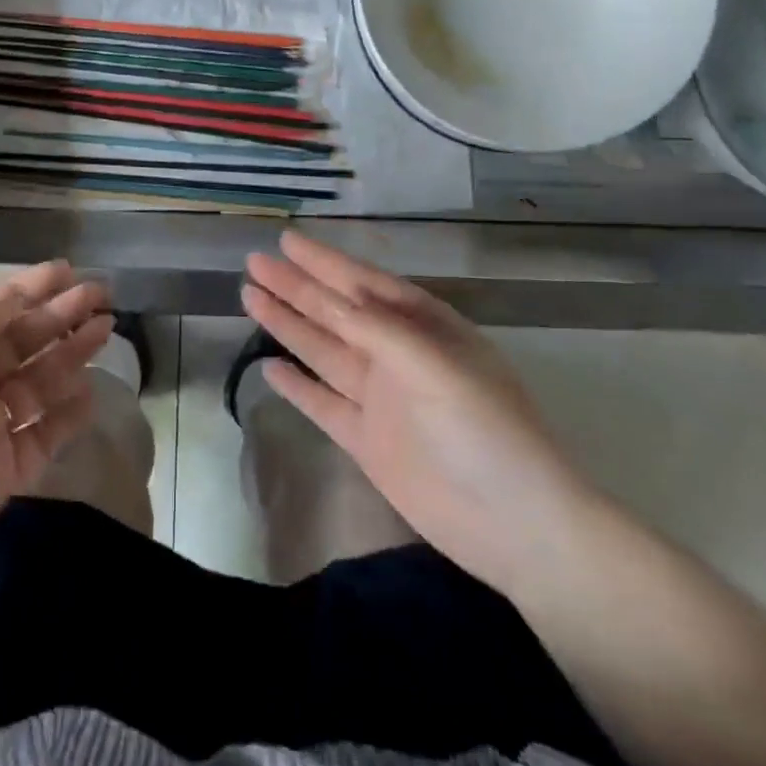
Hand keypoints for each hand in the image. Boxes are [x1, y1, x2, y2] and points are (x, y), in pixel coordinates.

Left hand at [0, 261, 112, 613]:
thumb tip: (11, 294)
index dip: (27, 288)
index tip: (66, 270)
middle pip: (21, 340)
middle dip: (59, 315)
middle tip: (100, 295)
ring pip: (38, 381)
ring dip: (70, 354)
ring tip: (105, 330)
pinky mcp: (5, 470)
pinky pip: (44, 432)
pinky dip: (68, 413)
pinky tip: (90, 392)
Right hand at [242, 232, 592, 592]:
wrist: (515, 525)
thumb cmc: (485, 430)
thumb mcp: (434, 366)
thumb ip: (378, 330)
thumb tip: (329, 297)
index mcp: (422, 329)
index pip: (363, 284)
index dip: (324, 261)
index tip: (286, 241)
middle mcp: (396, 356)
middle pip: (335, 313)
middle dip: (296, 287)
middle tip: (254, 262)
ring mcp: (380, 399)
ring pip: (322, 351)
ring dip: (288, 324)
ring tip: (249, 297)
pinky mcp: (366, 441)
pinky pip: (322, 403)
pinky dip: (297, 386)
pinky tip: (269, 367)